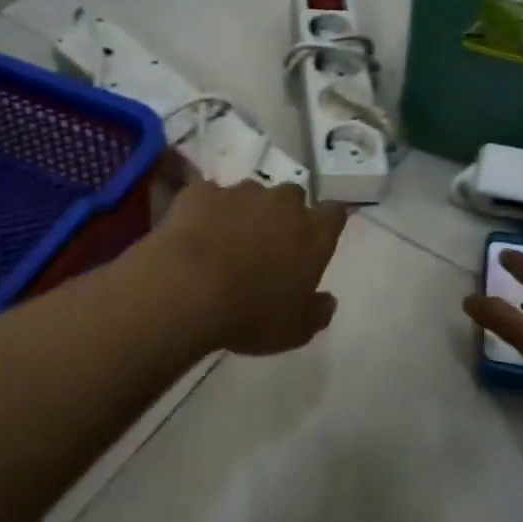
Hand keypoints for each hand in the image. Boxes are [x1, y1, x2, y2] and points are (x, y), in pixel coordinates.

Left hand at [153, 179, 348, 355]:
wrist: (188, 290)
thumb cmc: (251, 314)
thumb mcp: (295, 329)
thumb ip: (317, 312)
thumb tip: (328, 301)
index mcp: (313, 234)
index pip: (334, 213)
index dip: (327, 222)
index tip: (317, 236)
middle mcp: (283, 204)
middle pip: (293, 196)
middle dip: (285, 213)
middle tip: (269, 241)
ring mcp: (241, 193)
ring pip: (251, 193)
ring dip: (246, 210)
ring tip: (227, 238)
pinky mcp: (202, 192)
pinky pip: (210, 195)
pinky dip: (207, 209)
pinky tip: (195, 232)